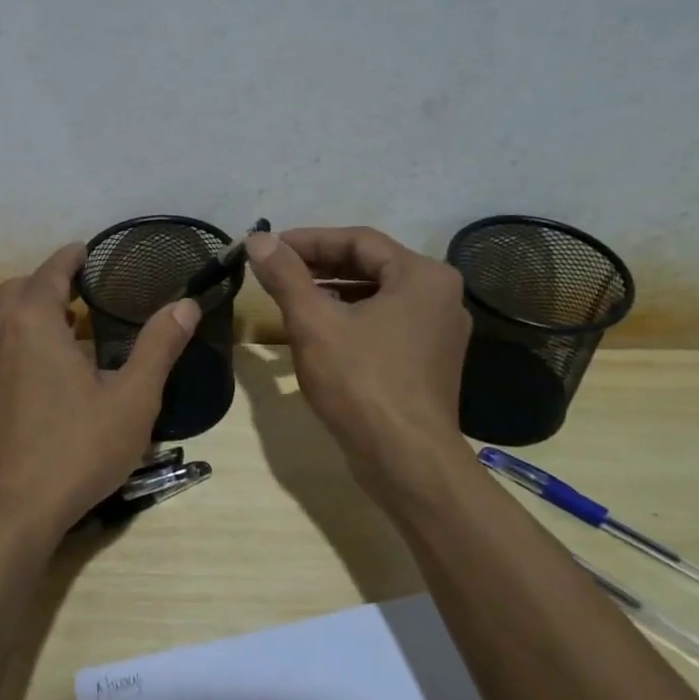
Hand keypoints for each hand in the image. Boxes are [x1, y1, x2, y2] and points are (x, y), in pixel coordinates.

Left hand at [0, 243, 200, 551]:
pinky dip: (19, 342)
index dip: (71, 257)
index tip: (90, 251)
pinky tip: (46, 375)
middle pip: (17, 290)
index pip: (50, 271)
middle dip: (48, 281)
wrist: (9, 513)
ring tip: (70, 328)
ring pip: (1, 321)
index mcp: (32, 324)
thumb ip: (159, 347)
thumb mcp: (132, 399)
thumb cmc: (75, 450)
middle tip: (84, 289)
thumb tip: (185, 305)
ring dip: (31, 311)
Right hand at [245, 227, 473, 500]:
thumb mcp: (314, 323)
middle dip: (319, 266)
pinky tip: (320, 331)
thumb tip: (258, 238)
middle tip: (276, 269)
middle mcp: (440, 296)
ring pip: (377, 296)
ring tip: (291, 296)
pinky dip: (351, 319)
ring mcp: (438, 332)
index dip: (308, 240)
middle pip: (370, 266)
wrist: (406, 461)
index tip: (269, 246)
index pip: (358, 240)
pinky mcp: (429, 362)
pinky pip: (385, 324)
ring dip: (333, 292)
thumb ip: (286, 275)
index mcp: (423, 275)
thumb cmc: (361, 383)